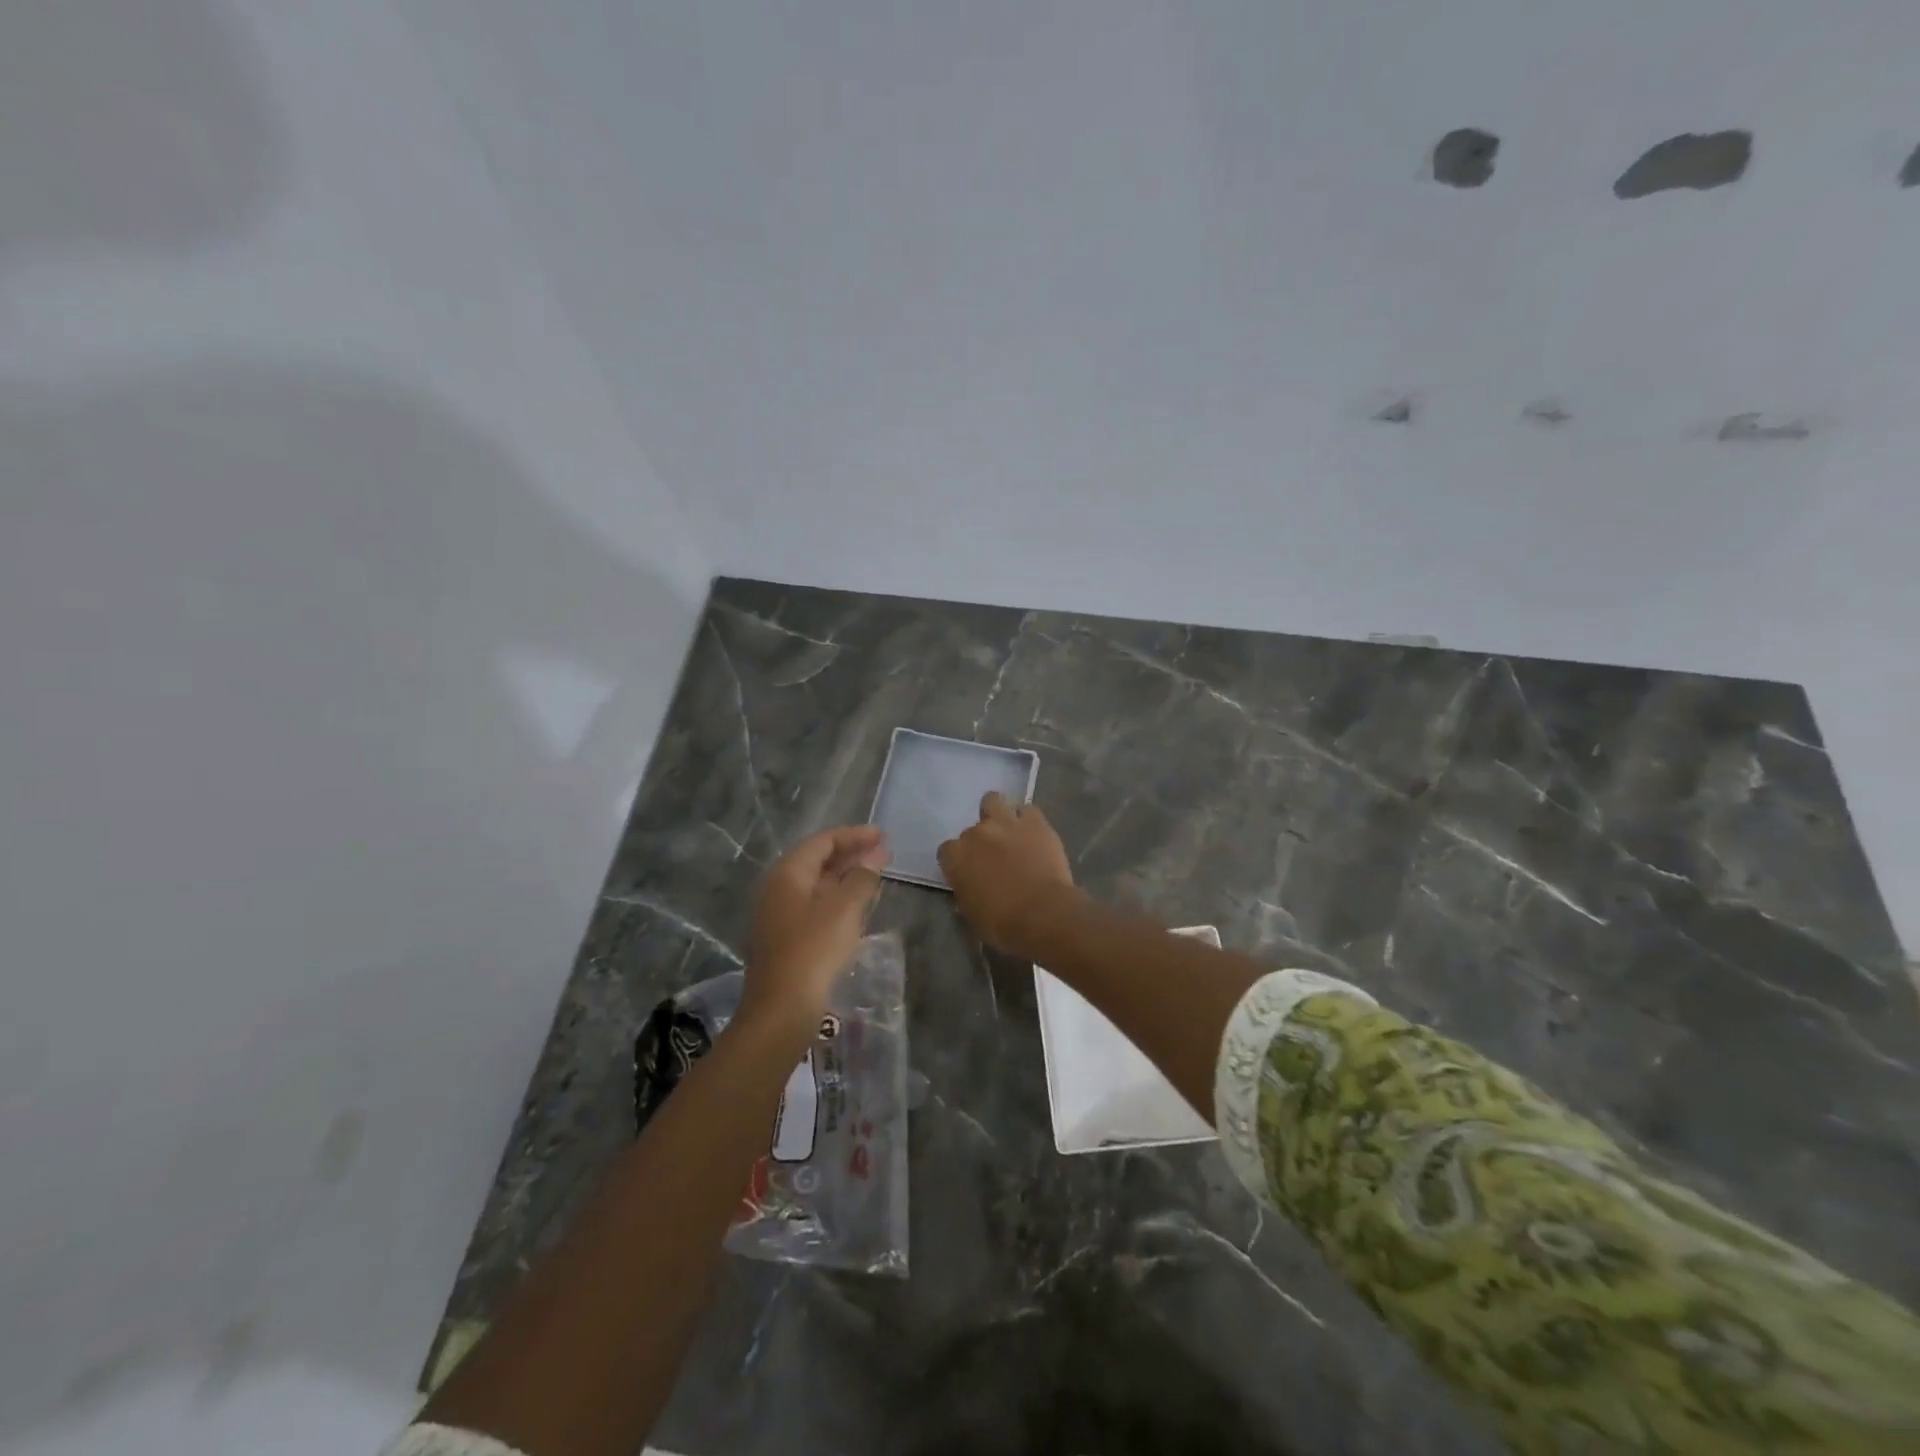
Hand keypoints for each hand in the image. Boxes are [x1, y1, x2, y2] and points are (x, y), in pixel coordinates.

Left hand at [742, 826, 889, 1033]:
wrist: (781, 1010)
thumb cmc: (814, 950)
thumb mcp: (844, 909)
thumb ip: (862, 878)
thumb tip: (873, 858)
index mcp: (789, 874)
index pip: (823, 842)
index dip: (854, 835)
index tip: (882, 836)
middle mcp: (780, 888)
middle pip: (818, 861)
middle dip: (852, 854)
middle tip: (884, 853)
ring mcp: (781, 915)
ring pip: (818, 884)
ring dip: (847, 877)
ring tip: (877, 875)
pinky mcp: (787, 938)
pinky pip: (817, 905)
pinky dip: (839, 898)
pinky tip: (859, 905)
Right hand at [937, 792, 1079, 958]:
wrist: (1043, 914)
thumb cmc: (1002, 923)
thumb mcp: (971, 913)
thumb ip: (966, 890)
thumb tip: (970, 885)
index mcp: (956, 856)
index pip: (947, 850)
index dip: (958, 861)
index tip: (969, 873)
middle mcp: (977, 833)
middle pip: (972, 829)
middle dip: (981, 841)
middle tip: (995, 857)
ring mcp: (1006, 823)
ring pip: (994, 801)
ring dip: (999, 814)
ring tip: (1010, 831)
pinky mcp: (1035, 822)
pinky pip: (1028, 811)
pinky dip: (1029, 820)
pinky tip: (1034, 834)